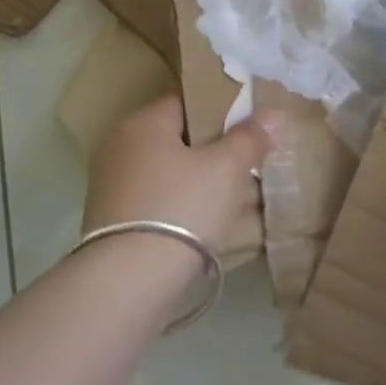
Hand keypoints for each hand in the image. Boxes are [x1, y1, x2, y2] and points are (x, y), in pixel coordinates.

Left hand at [85, 95, 278, 258]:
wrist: (127, 284)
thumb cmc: (181, 209)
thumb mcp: (226, 169)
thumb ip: (250, 137)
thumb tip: (272, 113)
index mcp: (143, 122)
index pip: (189, 101)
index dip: (224, 111)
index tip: (252, 129)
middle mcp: (121, 146)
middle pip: (181, 139)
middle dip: (218, 153)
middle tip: (252, 168)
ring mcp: (113, 186)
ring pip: (172, 174)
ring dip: (204, 184)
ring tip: (242, 201)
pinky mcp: (114, 223)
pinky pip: (160, 202)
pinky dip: (185, 208)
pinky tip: (212, 227)